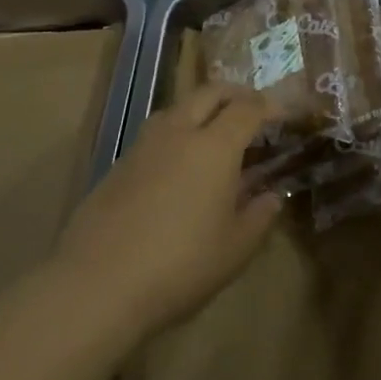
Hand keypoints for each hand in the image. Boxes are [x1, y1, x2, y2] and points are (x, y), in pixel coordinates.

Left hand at [53, 84, 283, 339]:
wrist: (96, 286)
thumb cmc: (180, 266)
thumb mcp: (235, 249)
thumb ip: (259, 216)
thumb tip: (272, 196)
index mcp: (215, 146)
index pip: (248, 108)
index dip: (269, 106)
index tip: (284, 116)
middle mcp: (179, 133)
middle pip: (210, 93)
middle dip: (235, 95)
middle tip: (252, 111)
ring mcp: (143, 146)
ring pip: (178, 108)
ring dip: (202, 109)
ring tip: (214, 134)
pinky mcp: (117, 166)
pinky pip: (155, 134)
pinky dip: (176, 134)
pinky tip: (178, 166)